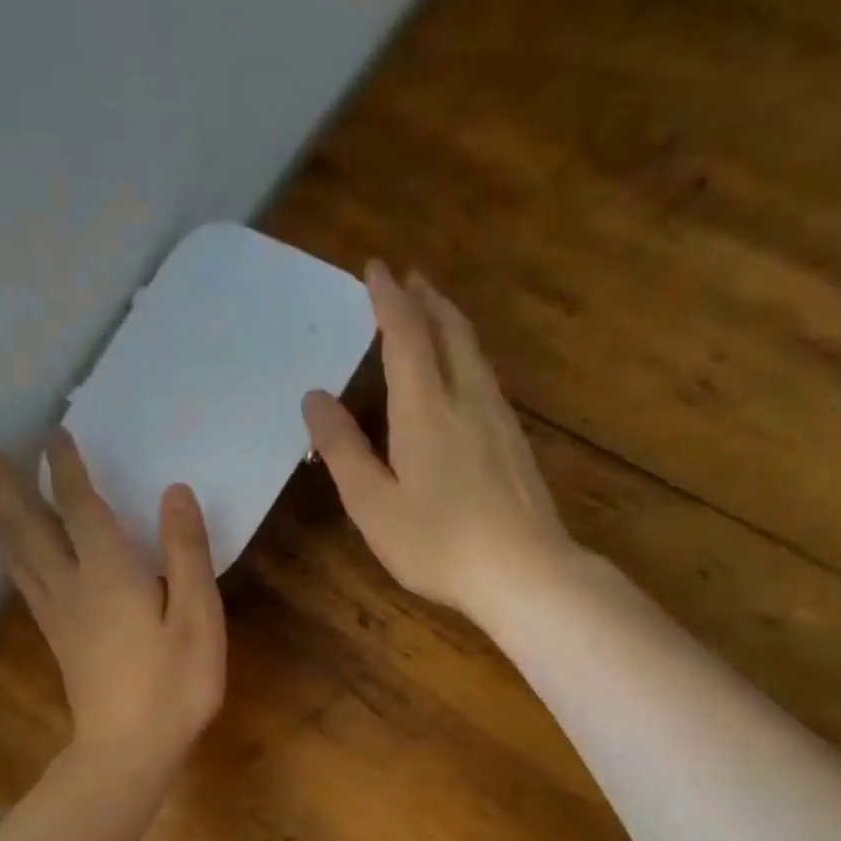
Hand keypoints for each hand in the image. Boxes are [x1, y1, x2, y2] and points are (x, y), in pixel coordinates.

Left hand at [0, 431, 225, 775]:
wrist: (130, 751)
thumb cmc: (174, 684)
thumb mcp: (198, 616)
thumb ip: (187, 551)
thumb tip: (174, 492)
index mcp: (108, 573)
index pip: (79, 506)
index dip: (66, 468)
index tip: (54, 433)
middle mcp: (71, 585)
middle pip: (27, 527)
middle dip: (3, 485)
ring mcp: (57, 614)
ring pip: (16, 554)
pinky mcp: (56, 637)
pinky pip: (22, 580)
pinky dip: (9, 553)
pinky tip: (9, 552)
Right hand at [302, 261, 572, 624]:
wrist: (526, 573)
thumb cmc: (439, 543)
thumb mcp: (373, 504)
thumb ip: (343, 450)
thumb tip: (314, 398)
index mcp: (426, 409)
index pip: (406, 335)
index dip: (389, 298)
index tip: (376, 267)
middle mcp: (467, 400)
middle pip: (450, 331)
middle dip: (427, 300)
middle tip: (410, 278)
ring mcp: (499, 419)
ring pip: (474, 352)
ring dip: (450, 323)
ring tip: (433, 312)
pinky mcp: (515, 442)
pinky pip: (485, 378)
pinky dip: (466, 355)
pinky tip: (463, 374)